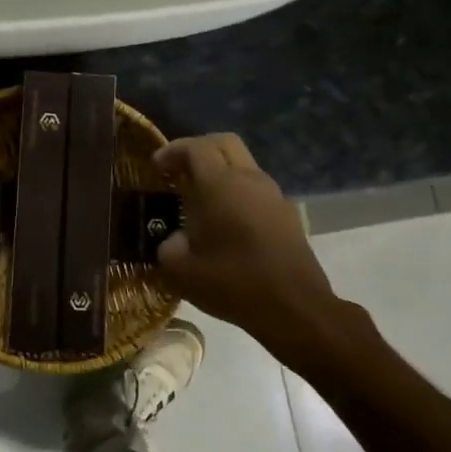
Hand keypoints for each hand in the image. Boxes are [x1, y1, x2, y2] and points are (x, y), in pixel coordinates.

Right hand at [153, 133, 349, 361]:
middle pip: (223, 143)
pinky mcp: (286, 214)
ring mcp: (272, 195)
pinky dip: (235, 191)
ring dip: (219, 171)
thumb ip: (168, 245)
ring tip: (198, 198)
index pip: (195, 147)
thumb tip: (175, 239)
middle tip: (178, 171)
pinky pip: (255, 188)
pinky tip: (223, 221)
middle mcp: (248, 180)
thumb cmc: (232, 283)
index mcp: (219, 185)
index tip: (156, 167)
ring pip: (242, 164)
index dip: (172, 151)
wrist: (294, 307)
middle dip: (198, 150)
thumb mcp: (180, 270)